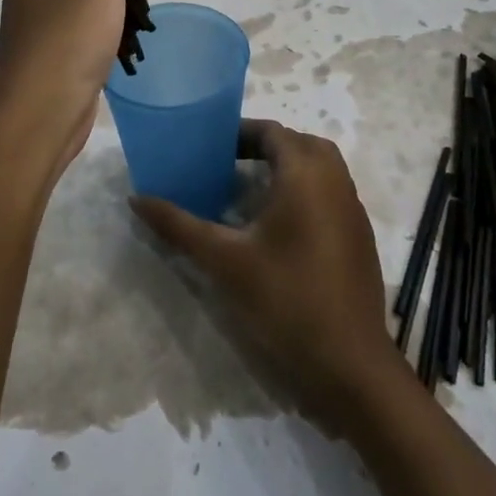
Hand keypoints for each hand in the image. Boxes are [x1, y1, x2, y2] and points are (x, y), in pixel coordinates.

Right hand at [132, 120, 396, 425]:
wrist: (349, 364)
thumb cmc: (285, 300)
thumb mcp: (224, 261)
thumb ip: (179, 225)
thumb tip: (136, 199)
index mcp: (306, 176)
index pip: (273, 132)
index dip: (240, 132)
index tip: (209, 146)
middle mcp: (336, 182)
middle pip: (300, 144)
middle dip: (264, 146)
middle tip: (228, 163)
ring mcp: (352, 211)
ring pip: (320, 169)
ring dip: (286, 168)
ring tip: (247, 190)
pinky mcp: (359, 237)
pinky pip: (330, 194)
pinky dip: (304, 191)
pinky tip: (276, 225)